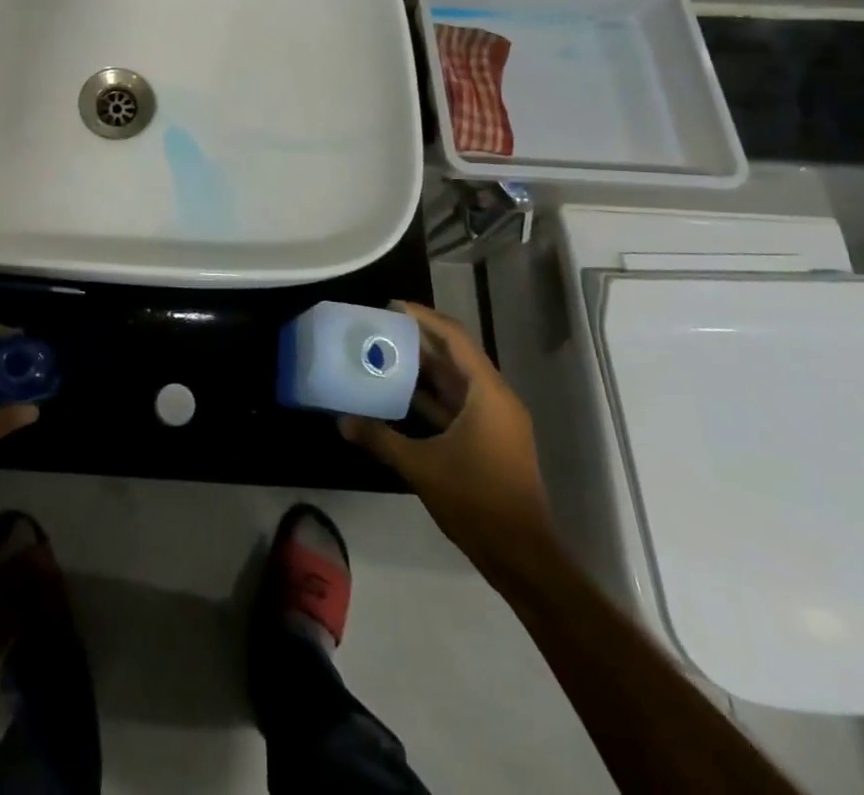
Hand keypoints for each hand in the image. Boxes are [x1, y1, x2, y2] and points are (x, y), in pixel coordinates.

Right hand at [340, 301, 556, 576]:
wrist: (522, 556)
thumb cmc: (476, 501)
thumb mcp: (421, 467)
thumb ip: (381, 439)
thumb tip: (341, 421)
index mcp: (487, 395)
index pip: (455, 339)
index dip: (425, 318)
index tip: (392, 306)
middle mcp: (496, 400)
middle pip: (457, 355)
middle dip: (421, 338)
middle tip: (382, 326)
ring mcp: (496, 421)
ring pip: (457, 380)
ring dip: (425, 366)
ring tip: (386, 351)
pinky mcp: (491, 440)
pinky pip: (459, 403)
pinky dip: (432, 394)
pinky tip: (402, 393)